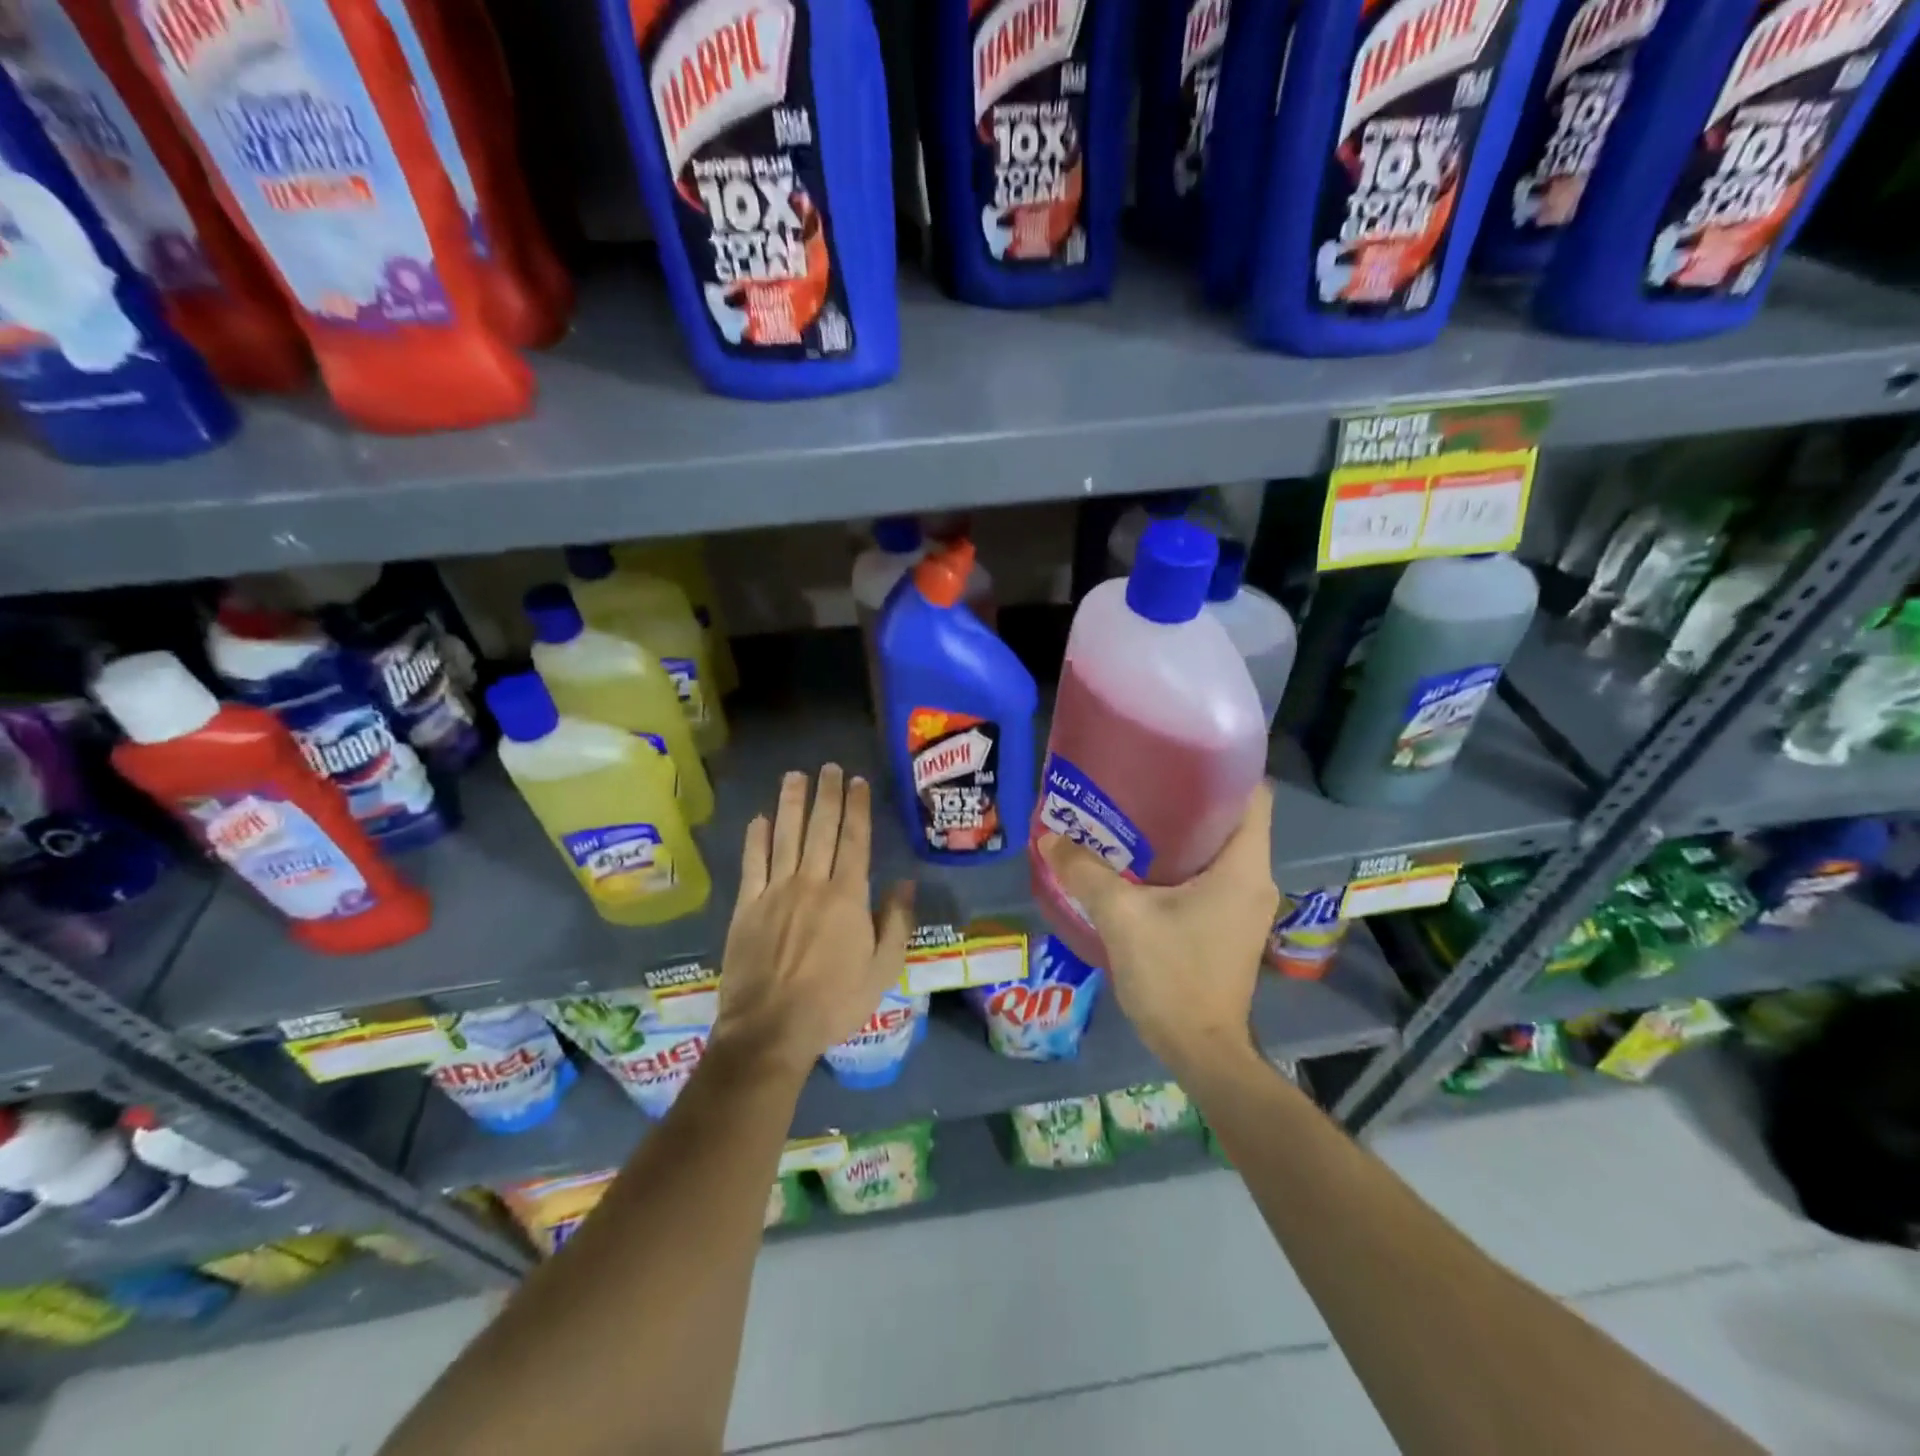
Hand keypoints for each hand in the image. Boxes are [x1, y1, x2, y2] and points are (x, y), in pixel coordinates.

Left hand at [713, 765, 915, 1078]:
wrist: (771, 1030)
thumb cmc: (834, 1002)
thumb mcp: (882, 970)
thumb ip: (896, 923)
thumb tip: (906, 882)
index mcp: (847, 897)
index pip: (855, 841)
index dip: (857, 808)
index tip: (857, 782)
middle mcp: (812, 883)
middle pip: (821, 829)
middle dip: (827, 795)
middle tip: (829, 767)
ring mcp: (775, 892)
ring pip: (785, 837)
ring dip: (791, 804)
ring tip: (796, 776)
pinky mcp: (747, 907)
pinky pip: (752, 864)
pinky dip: (756, 839)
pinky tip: (760, 818)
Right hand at [1036, 783, 1277, 1069]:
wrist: (1201, 1050)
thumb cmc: (1173, 975)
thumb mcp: (1123, 918)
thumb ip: (1086, 872)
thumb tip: (1049, 837)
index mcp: (1243, 867)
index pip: (1255, 795)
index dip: (1225, 768)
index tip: (1181, 753)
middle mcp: (1254, 880)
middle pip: (1232, 819)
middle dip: (1190, 797)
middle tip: (1141, 781)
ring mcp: (1245, 906)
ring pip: (1219, 850)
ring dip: (1183, 832)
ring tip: (1134, 816)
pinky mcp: (1231, 926)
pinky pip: (1211, 877)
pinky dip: (1182, 863)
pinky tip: (1141, 864)